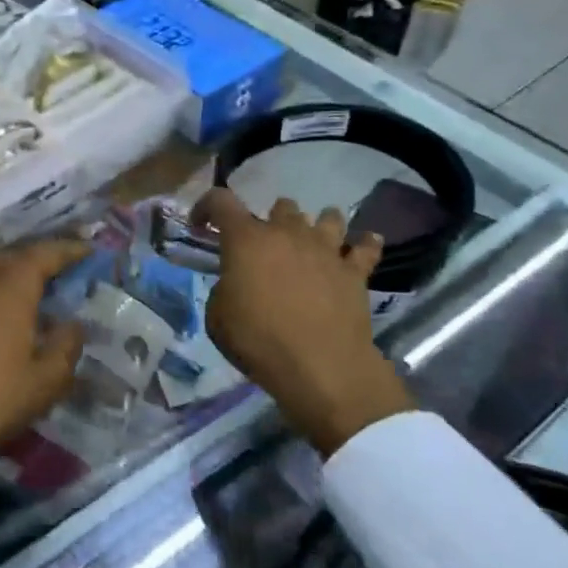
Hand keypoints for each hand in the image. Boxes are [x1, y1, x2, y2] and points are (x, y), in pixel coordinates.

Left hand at [0, 239, 89, 507]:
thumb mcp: (47, 379)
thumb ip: (66, 345)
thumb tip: (73, 324)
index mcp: (11, 289)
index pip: (43, 255)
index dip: (68, 250)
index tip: (90, 251)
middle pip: (14, 256)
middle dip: (41, 258)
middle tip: (67, 269)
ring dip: (16, 269)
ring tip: (39, 286)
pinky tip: (9, 311)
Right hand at [193, 188, 415, 455]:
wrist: (319, 366)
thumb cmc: (258, 340)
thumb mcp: (217, 317)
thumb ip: (224, 289)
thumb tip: (236, 285)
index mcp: (246, 240)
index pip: (221, 201)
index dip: (206, 206)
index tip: (201, 224)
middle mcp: (287, 233)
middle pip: (281, 206)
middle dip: (271, 220)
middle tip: (265, 246)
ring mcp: (326, 249)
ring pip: (327, 217)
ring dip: (317, 225)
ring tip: (312, 241)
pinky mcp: (355, 272)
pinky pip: (366, 247)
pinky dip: (364, 245)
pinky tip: (363, 246)